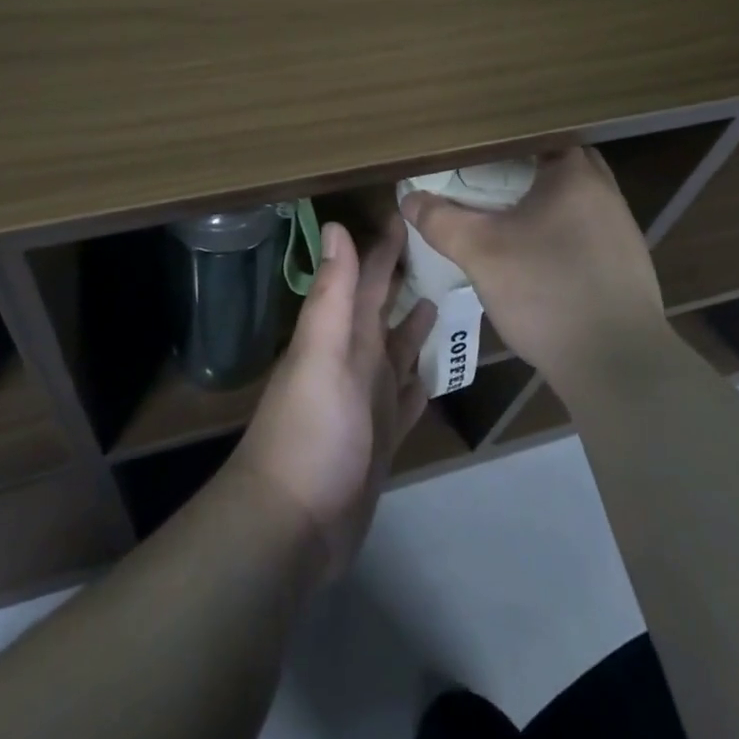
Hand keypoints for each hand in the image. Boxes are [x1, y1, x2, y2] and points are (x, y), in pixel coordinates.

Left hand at [229, 218, 435, 584]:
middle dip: (405, 278)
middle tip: (443, 247)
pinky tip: (439, 369)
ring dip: (416, 325)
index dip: (384, 246)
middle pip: (384, 309)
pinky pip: (407, 397)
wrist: (291, 527)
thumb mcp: (321, 354)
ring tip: (447, 297)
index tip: (409, 211)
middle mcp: (356, 359)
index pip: (366, 278)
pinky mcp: (382, 438)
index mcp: (342, 336)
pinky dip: (421, 380)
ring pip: (398, 349)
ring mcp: (369, 400)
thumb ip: (332, 293)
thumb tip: (335, 225)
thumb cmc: (310, 432)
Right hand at [398, 148, 668, 399]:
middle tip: (485, 185)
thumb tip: (410, 199)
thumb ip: (441, 220)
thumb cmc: (547, 291)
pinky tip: (537, 259)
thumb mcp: (480, 253)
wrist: (618, 365)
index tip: (474, 154)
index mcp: (575, 174)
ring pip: (574, 201)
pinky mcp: (627, 266)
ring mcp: (622, 231)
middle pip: (558, 166)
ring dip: (543, 205)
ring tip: (506, 218)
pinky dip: (560, 234)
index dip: (503, 143)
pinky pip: (586, 233)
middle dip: (523, 173)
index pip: (537, 136)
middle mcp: (605, 193)